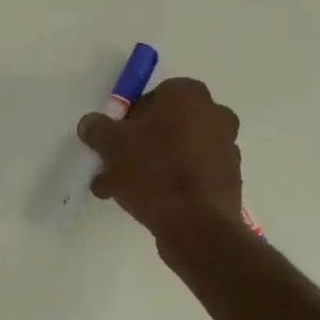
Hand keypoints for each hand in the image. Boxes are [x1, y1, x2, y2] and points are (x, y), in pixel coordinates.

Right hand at [78, 78, 242, 237]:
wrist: (197, 225)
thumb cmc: (153, 170)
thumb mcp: (111, 145)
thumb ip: (97, 128)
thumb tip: (91, 123)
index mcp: (188, 94)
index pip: (151, 97)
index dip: (127, 119)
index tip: (112, 141)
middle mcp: (214, 114)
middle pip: (164, 126)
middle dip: (137, 146)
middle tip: (113, 167)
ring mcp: (226, 148)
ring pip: (176, 152)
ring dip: (150, 166)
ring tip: (119, 192)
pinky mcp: (229, 179)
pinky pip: (190, 174)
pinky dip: (170, 183)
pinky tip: (144, 204)